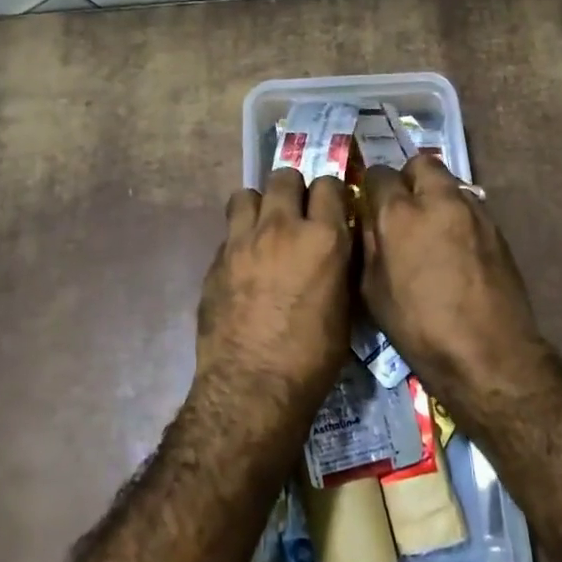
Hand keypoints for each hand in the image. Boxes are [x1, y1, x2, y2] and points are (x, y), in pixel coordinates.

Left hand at [196, 169, 352, 398]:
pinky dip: (240, 238)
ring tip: (264, 228)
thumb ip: (340, 266)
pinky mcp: (216, 259)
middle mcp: (282, 227)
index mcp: (323, 237)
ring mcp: (243, 240)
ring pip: (247, 194)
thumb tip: (337, 247)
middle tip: (297, 213)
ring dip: (259, 206)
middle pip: (284, 176)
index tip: (331, 207)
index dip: (331, 193)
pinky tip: (245, 263)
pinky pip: (230, 231)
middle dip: (293, 189)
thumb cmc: (312, 356)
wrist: (252, 385)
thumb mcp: (345, 309)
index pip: (328, 184)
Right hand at [359, 155, 550, 396]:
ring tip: (430, 229)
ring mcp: (474, 211)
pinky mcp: (497, 229)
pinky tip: (455, 248)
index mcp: (400, 214)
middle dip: (409, 178)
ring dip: (436, 196)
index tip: (371, 206)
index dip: (372, 188)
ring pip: (450, 183)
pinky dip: (457, 216)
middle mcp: (439, 200)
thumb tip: (371, 222)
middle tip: (403, 208)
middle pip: (421, 163)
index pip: (379, 174)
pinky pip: (470, 206)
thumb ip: (369, 244)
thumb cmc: (419, 328)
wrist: (488, 354)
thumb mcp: (373, 291)